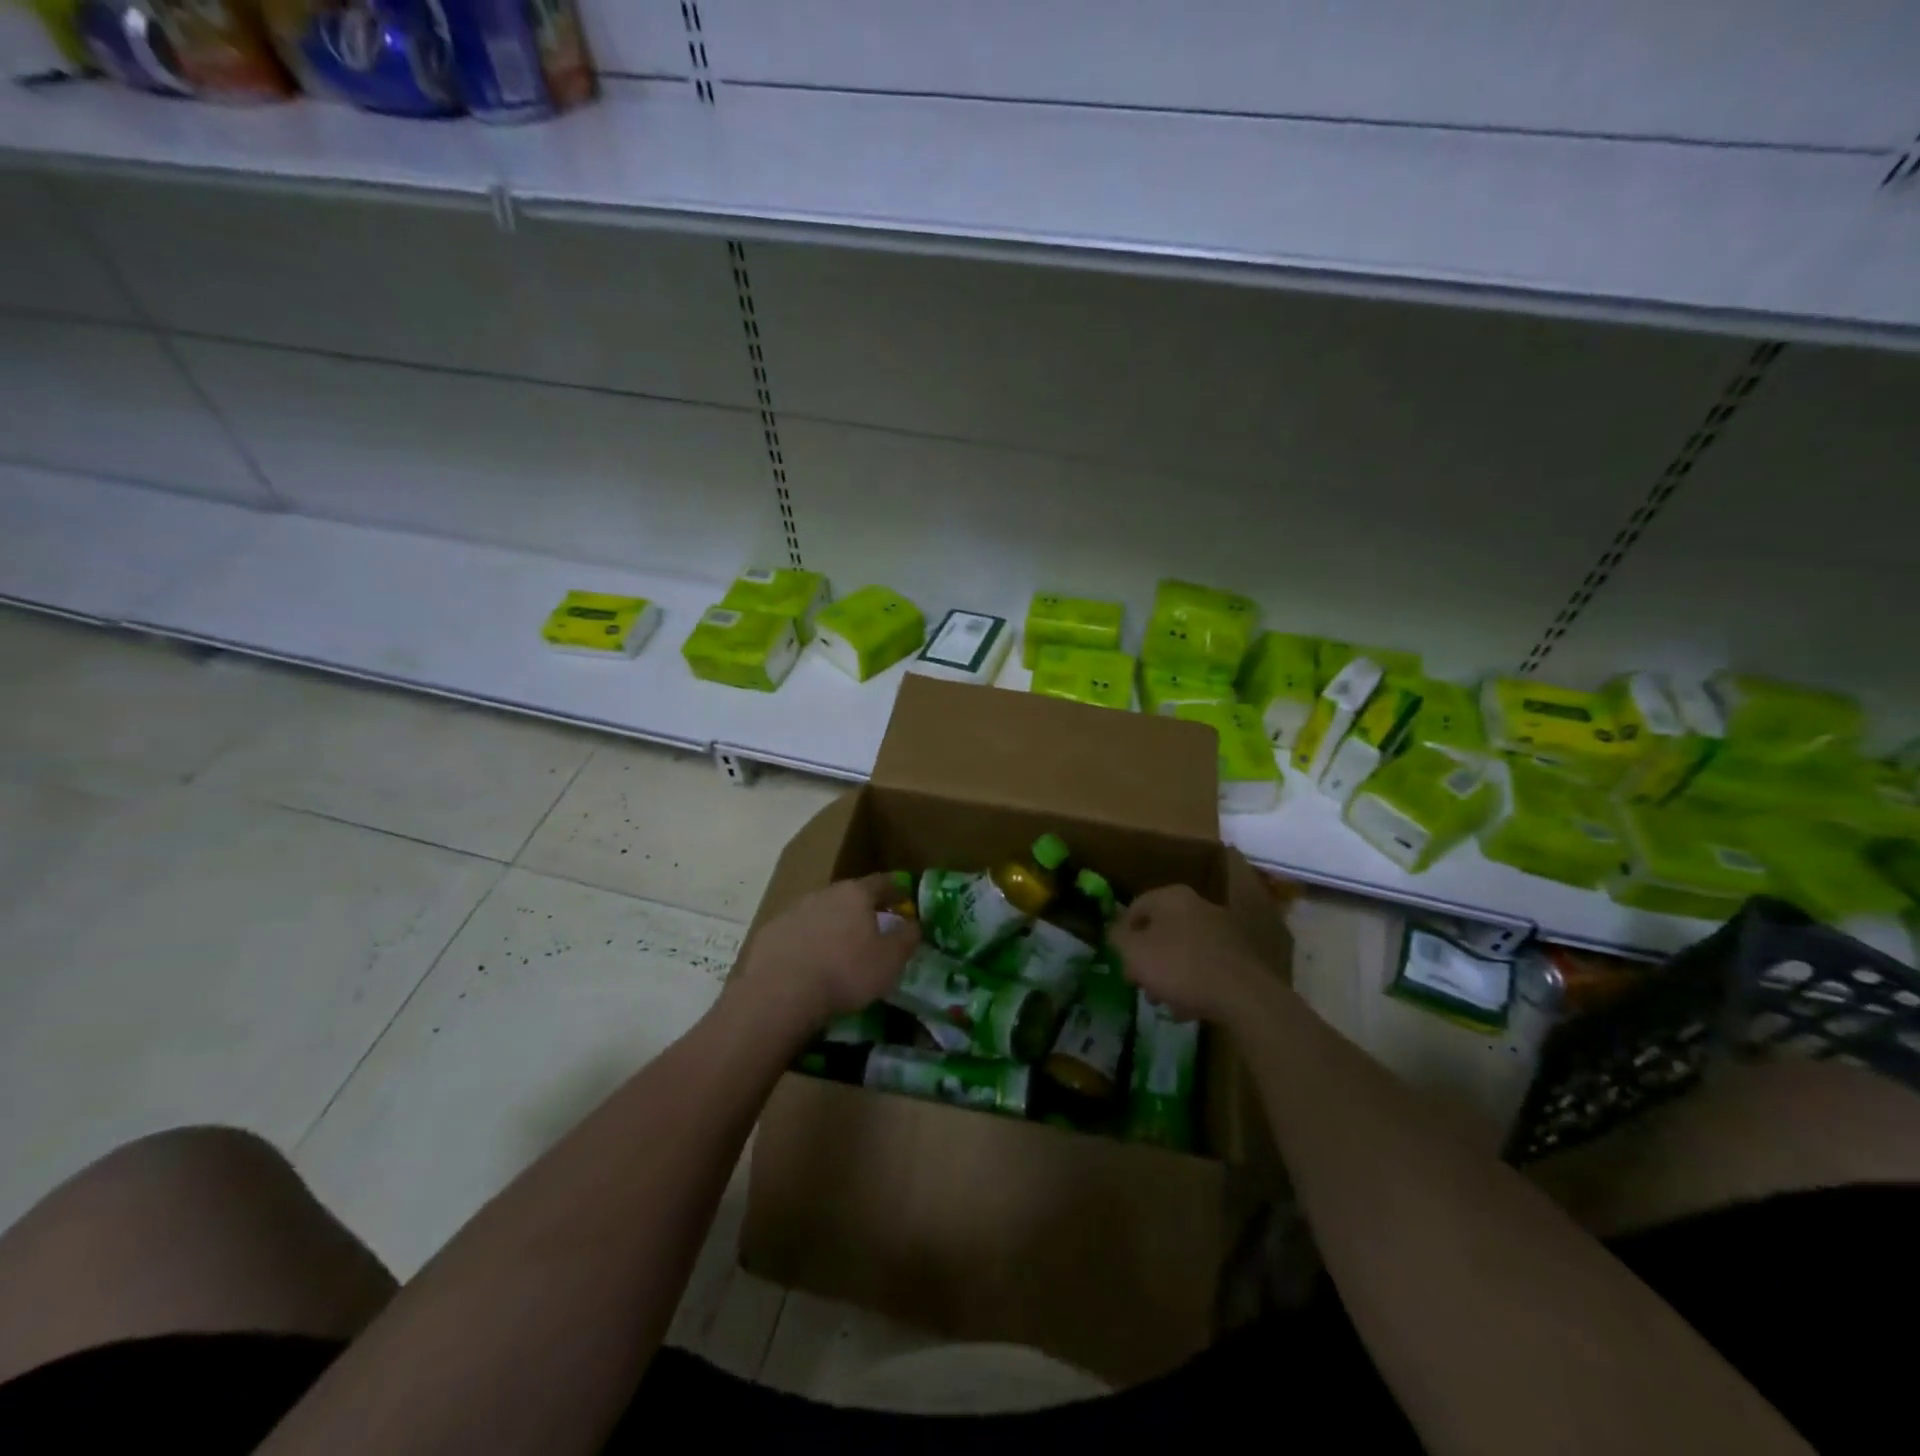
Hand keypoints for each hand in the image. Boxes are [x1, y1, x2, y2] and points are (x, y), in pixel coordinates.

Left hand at [735, 874, 920, 1033]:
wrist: (780, 992)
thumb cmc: (846, 972)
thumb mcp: (890, 960)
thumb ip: (907, 937)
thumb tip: (915, 923)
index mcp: (856, 894)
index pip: (882, 882)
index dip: (895, 889)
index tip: (903, 897)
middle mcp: (824, 894)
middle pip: (848, 895)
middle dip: (861, 909)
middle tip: (872, 926)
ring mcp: (793, 911)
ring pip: (820, 913)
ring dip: (831, 925)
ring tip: (838, 949)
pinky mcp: (770, 932)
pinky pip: (796, 933)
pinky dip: (806, 943)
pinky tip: (808, 964)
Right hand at [1109, 884, 1267, 1024]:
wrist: (1243, 995)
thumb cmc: (1179, 966)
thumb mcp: (1134, 952)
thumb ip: (1117, 938)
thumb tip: (1113, 932)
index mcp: (1171, 897)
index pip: (1135, 908)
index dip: (1121, 934)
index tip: (1119, 961)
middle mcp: (1199, 905)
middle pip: (1161, 929)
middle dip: (1147, 957)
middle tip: (1139, 983)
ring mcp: (1223, 930)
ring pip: (1183, 949)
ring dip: (1169, 972)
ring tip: (1162, 1000)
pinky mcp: (1240, 956)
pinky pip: (1206, 965)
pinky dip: (1194, 982)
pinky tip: (1188, 1006)